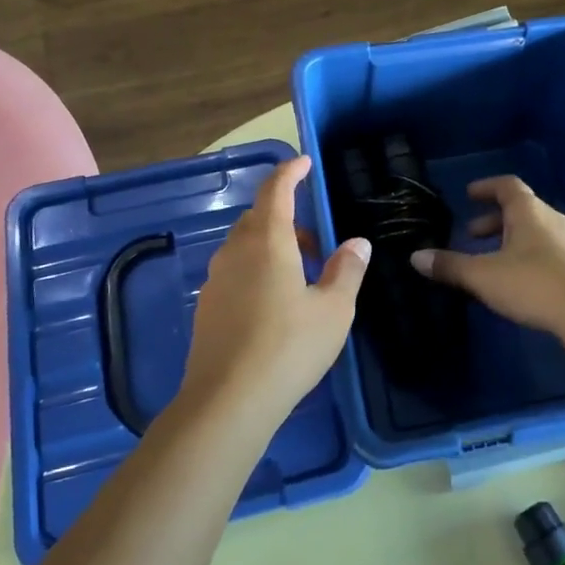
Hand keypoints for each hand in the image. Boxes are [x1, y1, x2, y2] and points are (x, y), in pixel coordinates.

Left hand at [180, 155, 368, 421]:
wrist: (228, 401)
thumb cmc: (289, 347)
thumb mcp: (334, 310)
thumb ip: (347, 271)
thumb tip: (357, 243)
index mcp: (267, 242)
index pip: (276, 191)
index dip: (290, 172)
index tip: (304, 163)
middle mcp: (235, 252)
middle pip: (258, 218)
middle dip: (286, 217)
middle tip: (316, 242)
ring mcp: (216, 280)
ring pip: (244, 246)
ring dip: (272, 247)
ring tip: (301, 276)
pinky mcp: (207, 307)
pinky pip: (235, 272)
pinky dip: (256, 270)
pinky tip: (274, 304)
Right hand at [409, 176, 564, 335]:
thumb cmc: (533, 284)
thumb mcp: (483, 276)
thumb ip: (450, 266)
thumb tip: (416, 257)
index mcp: (529, 211)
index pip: (507, 186)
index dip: (486, 187)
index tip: (469, 195)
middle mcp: (552, 219)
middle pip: (521, 209)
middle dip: (493, 220)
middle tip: (471, 234)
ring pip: (535, 231)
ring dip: (510, 239)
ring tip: (491, 260)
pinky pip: (547, 250)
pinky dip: (527, 255)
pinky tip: (517, 280)